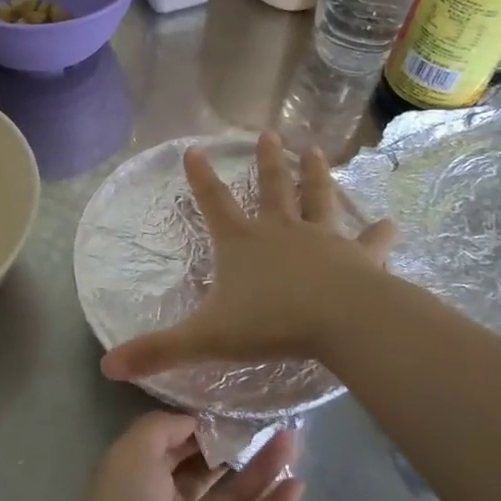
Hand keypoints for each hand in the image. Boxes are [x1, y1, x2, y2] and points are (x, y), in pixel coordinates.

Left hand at [68, 412, 303, 500]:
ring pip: (237, 496)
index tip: (232, 403)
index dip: (202, 424)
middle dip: (235, 443)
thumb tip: (194, 420)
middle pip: (208, 468)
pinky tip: (297, 483)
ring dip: (263, 469)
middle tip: (269, 418)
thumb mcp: (131, 455)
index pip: (175, 443)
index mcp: (140, 477)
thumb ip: (161, 428)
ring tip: (292, 440)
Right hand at [100, 131, 395, 382]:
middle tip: (269, 133)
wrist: (342, 321)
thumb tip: (108, 366)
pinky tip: (392, 223)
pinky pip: (370, 242)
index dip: (201, 177)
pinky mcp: (359, 257)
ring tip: (315, 150)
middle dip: (268, 161)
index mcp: (242, 243)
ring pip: (318, 199)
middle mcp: (281, 230)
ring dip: (316, 174)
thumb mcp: (206, 338)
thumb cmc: (271, 323)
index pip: (213, 202)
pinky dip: (380, 233)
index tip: (193, 149)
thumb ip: (159, 350)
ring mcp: (323, 239)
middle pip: (272, 187)